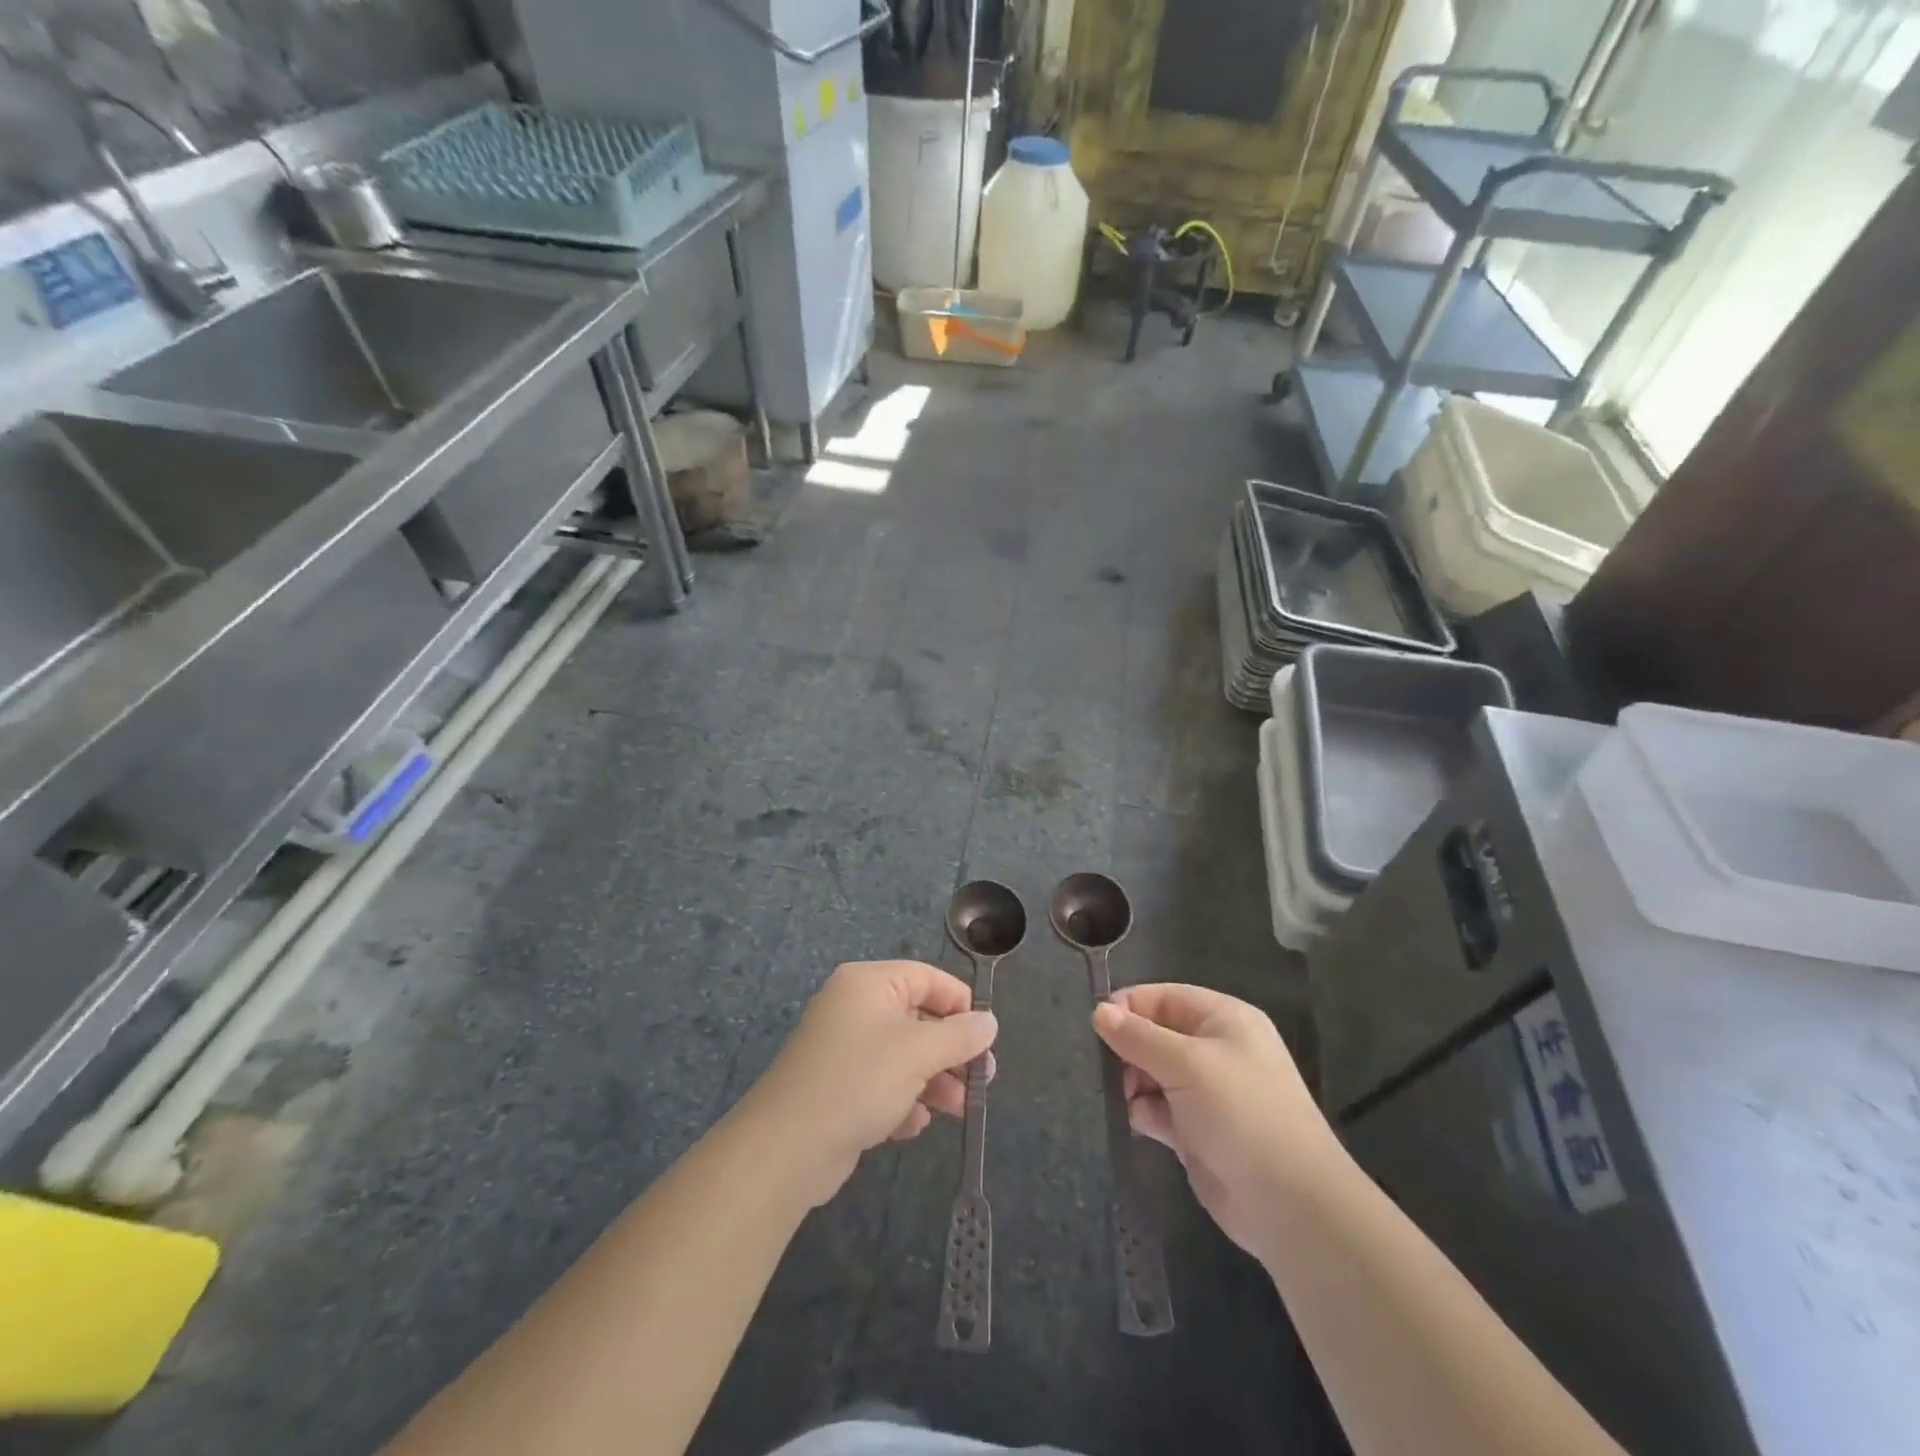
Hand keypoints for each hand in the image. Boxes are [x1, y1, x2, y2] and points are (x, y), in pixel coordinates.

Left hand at [745, 961, 997, 1206]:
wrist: (787, 1147)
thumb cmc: (859, 1080)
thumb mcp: (918, 1053)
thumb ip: (959, 1036)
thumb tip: (990, 1022)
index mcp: (869, 984)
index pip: (927, 978)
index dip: (960, 1004)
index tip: (986, 1036)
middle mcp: (855, 1008)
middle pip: (918, 1018)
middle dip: (951, 1050)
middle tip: (981, 1080)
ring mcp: (844, 1049)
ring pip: (903, 1056)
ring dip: (933, 1080)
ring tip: (958, 1109)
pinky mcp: (838, 1087)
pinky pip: (882, 1084)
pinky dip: (902, 1100)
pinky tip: (912, 1124)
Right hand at [1092, 984, 1341, 1260]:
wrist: (1289, 1204)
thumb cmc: (1241, 1113)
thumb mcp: (1186, 1063)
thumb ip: (1138, 1036)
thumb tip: (1099, 1011)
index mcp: (1223, 1019)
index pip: (1164, 997)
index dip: (1129, 1007)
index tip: (1095, 1026)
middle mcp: (1216, 1049)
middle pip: (1156, 1034)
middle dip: (1128, 1048)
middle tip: (1104, 1068)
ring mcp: (1207, 1092)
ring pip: (1153, 1072)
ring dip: (1132, 1082)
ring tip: (1119, 1096)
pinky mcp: (1197, 1131)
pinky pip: (1159, 1109)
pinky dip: (1144, 1112)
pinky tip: (1136, 1122)